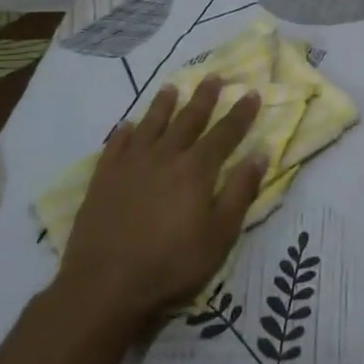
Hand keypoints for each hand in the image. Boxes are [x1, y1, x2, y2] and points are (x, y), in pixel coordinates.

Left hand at [51, 77, 265, 335]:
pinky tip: (128, 125)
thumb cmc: (172, 264)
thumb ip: (240, 192)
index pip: (225, 133)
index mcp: (197, 170)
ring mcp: (131, 166)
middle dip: (204, 97)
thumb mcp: (220, 235)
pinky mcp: (103, 180)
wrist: (104, 287)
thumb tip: (260, 153)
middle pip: (188, 120)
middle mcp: (165, 157)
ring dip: (163, 105)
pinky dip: (124, 133)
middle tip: (213, 76)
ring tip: (170, 87)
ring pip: (151, 125)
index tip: (252, 92)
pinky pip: (115, 146)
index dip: (241, 113)